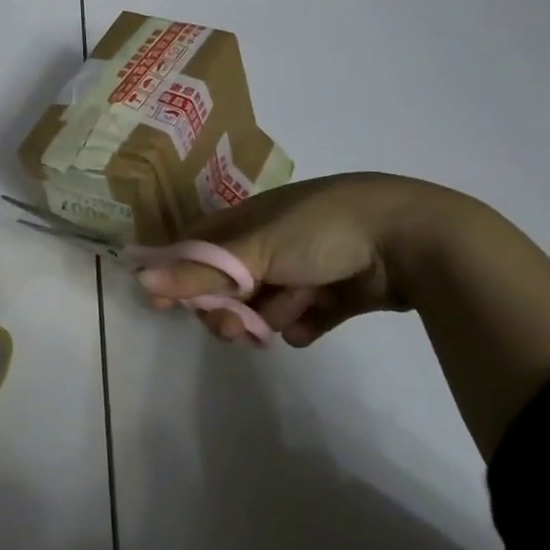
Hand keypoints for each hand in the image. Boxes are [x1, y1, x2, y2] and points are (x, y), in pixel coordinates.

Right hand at [136, 174, 450, 346]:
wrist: (411, 240)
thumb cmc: (320, 231)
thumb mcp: (254, 250)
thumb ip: (198, 272)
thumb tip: (138, 279)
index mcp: (246, 221)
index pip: (196, 250)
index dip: (178, 276)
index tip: (165, 306)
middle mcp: (270, 242)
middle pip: (228, 285)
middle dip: (227, 309)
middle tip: (236, 328)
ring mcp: (304, 268)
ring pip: (264, 305)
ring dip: (269, 316)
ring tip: (288, 318)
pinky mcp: (335, 294)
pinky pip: (303, 319)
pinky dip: (303, 324)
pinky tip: (313, 322)